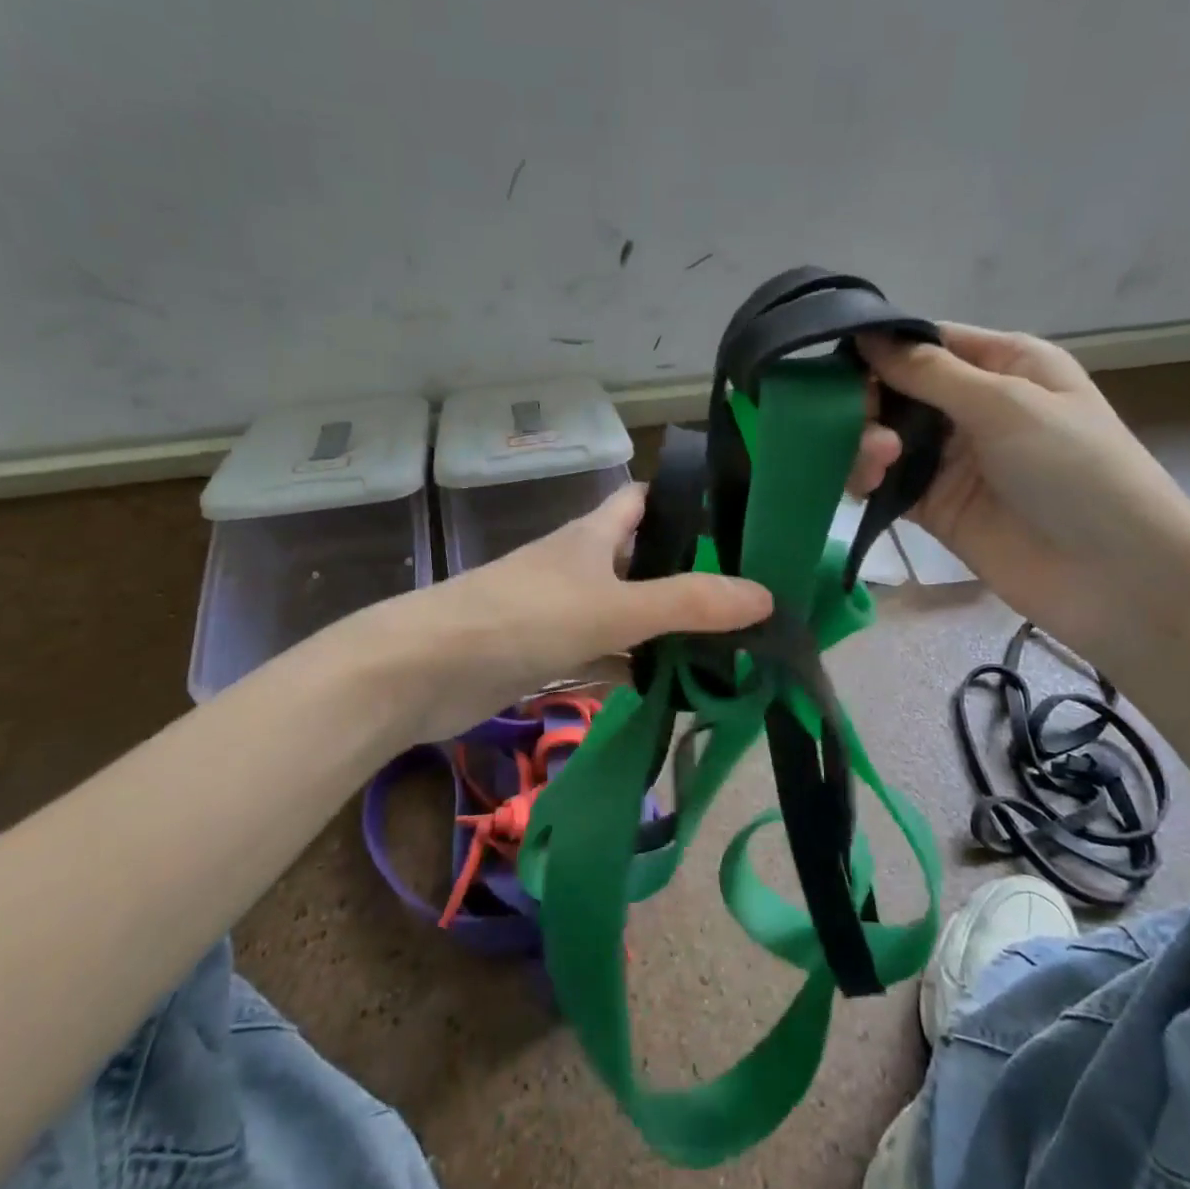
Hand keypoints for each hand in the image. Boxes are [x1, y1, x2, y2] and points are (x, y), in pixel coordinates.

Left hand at [349, 483, 771, 740]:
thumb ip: (688, 604)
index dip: (683, 503)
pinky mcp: (543, 654)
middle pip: (641, 559)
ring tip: (724, 647)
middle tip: (745, 599)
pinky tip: (667, 687)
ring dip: (662, 628)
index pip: (642, 501)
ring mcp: (558, 611)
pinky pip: (601, 655)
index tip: (734, 522)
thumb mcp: (614, 607)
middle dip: (686, 574)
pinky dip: (631, 667)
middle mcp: (578, 566)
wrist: (423, 671)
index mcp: (592, 536)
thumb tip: (765, 596)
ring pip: (624, 612)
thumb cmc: (523, 617)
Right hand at [851, 325, 1189, 661]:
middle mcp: (974, 406)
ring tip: (876, 461)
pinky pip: (887, 481)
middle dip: (870, 399)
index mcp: (1004, 365)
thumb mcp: (1006, 404)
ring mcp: (952, 459)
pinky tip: (865, 484)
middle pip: (899, 389)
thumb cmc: (1074, 469)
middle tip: (854, 420)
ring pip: (887, 436)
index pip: (930, 343)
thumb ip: (930, 374)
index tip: (838, 359)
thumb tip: (867, 336)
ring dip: (867, 441)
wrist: (1113, 577)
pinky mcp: (934, 506)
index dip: (884, 348)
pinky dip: (868, 478)